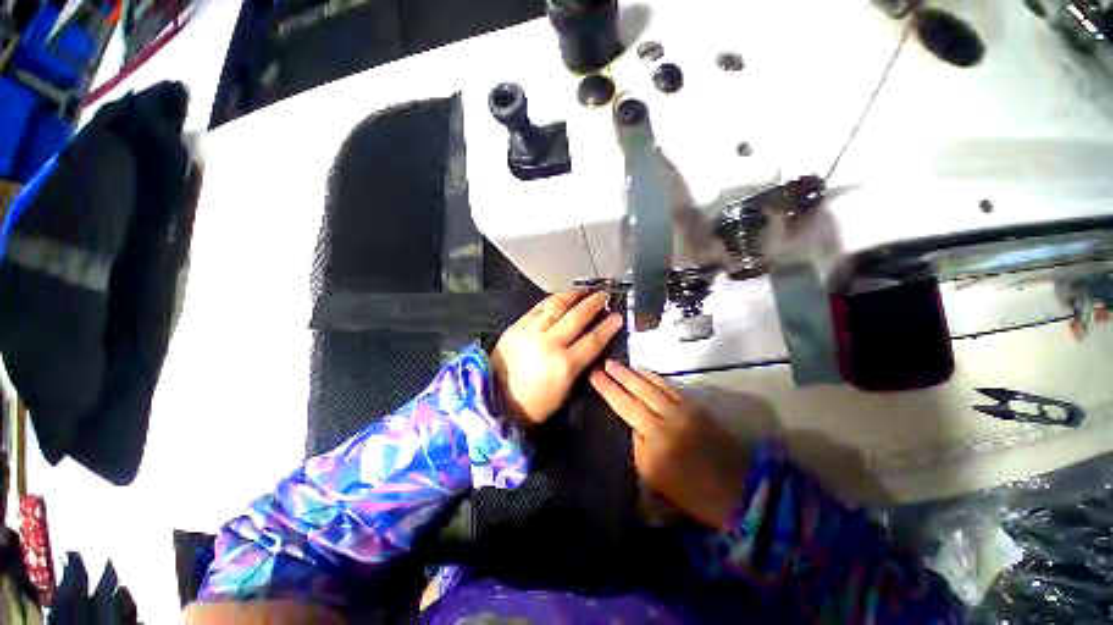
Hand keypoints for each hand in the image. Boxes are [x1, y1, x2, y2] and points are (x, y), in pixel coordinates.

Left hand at [492, 291, 623, 425]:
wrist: (495, 399)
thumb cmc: (535, 403)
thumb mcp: (566, 390)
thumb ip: (580, 363)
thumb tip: (592, 339)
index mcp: (565, 365)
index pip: (593, 339)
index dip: (608, 326)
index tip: (618, 316)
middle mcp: (549, 344)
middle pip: (577, 316)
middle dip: (594, 303)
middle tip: (604, 296)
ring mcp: (530, 332)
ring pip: (557, 305)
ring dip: (573, 294)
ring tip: (584, 290)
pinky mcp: (516, 327)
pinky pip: (538, 307)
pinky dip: (552, 300)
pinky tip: (561, 297)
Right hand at [590, 361, 748, 528]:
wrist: (737, 490)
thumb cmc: (690, 492)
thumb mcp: (653, 477)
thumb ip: (638, 446)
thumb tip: (632, 424)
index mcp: (654, 441)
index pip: (624, 407)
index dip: (608, 390)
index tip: (594, 376)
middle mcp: (667, 419)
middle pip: (637, 392)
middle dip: (618, 376)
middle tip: (604, 364)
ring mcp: (684, 410)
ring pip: (653, 385)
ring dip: (634, 373)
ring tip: (619, 364)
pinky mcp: (697, 406)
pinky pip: (670, 386)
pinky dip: (655, 377)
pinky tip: (644, 372)